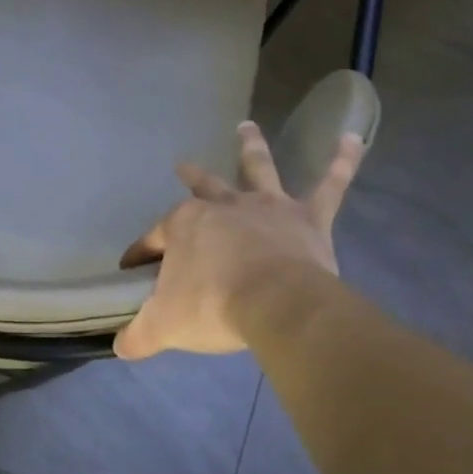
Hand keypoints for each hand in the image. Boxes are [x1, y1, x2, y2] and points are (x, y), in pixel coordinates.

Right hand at [114, 122, 362, 359]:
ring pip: (258, 169)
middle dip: (191, 176)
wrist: (276, 305)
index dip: (141, 254)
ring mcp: (267, 208)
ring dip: (251, 147)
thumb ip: (139, 335)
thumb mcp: (163, 325)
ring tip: (246, 127)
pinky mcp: (309, 219)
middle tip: (183, 165)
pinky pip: (330, 185)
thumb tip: (120, 347)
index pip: (154, 239)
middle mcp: (224, 206)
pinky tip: (352, 137)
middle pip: (204, 188)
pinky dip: (342, 161)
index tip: (132, 269)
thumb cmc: (212, 307)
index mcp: (184, 225)